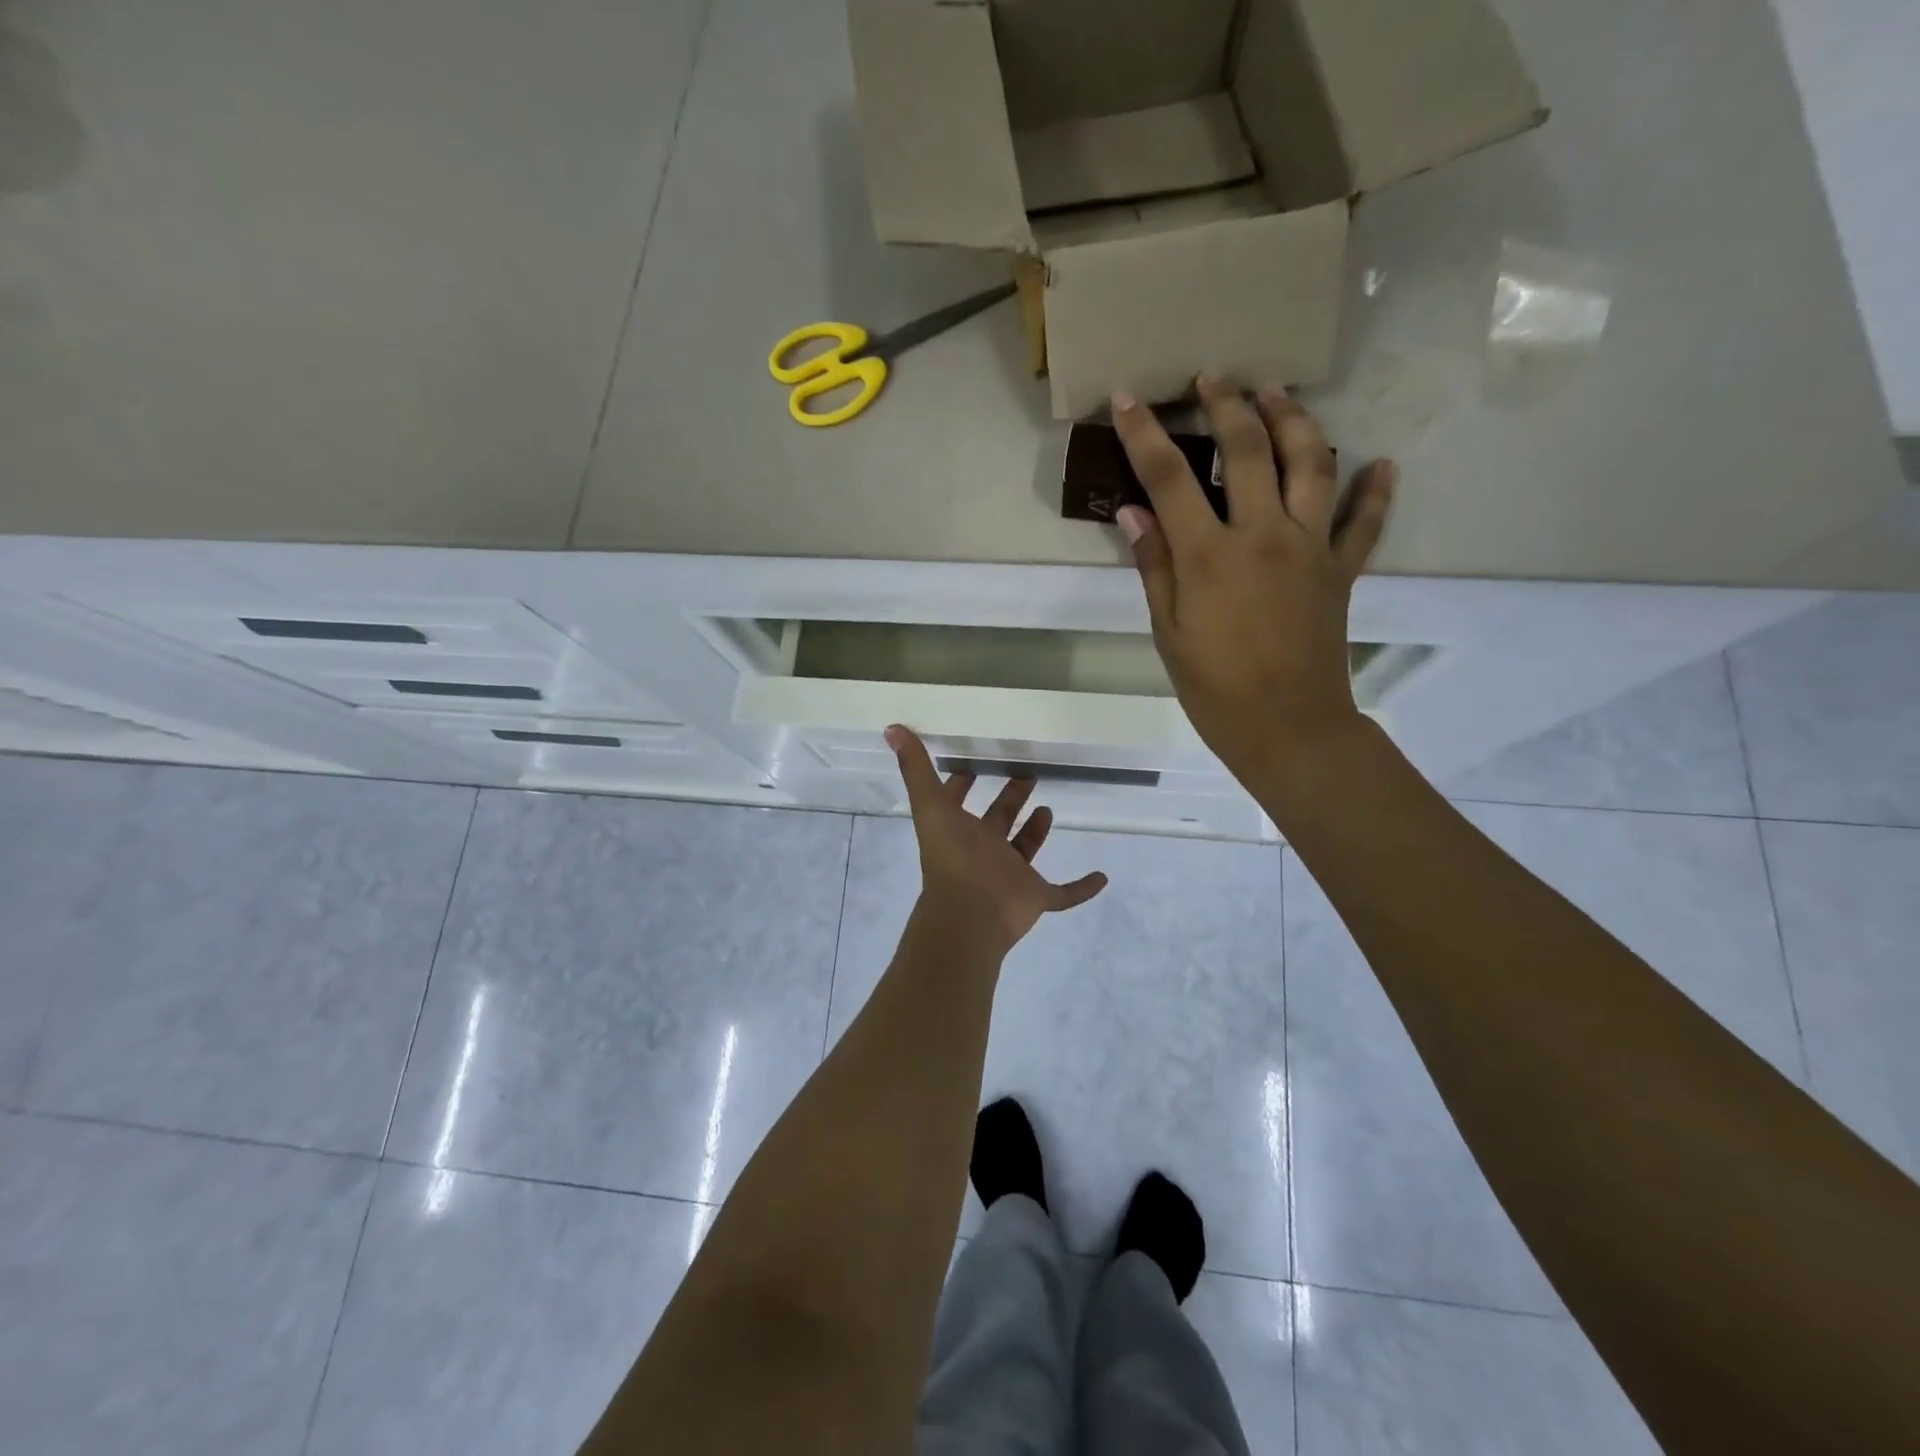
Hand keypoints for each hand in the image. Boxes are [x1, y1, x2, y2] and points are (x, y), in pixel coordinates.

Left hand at [885, 725, 1107, 959]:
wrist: (969, 916)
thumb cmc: (953, 858)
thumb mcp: (932, 806)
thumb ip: (916, 768)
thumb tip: (891, 728)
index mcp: (959, 830)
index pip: (957, 802)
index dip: (961, 783)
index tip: (974, 763)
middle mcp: (983, 850)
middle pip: (998, 821)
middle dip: (1010, 799)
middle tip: (1027, 775)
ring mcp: (1010, 876)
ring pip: (1024, 851)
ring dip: (1035, 833)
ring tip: (1048, 809)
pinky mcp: (1035, 897)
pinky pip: (1064, 894)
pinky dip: (1081, 889)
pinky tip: (1102, 877)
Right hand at [1110, 374, 1396, 789]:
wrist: (1288, 727)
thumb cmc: (1214, 688)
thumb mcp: (1167, 632)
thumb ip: (1154, 566)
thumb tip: (1133, 512)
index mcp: (1210, 555)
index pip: (1171, 477)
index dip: (1145, 433)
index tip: (1128, 397)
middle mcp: (1264, 535)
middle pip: (1248, 450)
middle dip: (1228, 404)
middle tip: (1214, 376)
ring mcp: (1311, 547)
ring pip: (1311, 463)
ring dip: (1293, 420)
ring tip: (1276, 395)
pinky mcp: (1342, 569)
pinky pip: (1365, 520)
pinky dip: (1375, 490)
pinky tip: (1379, 465)